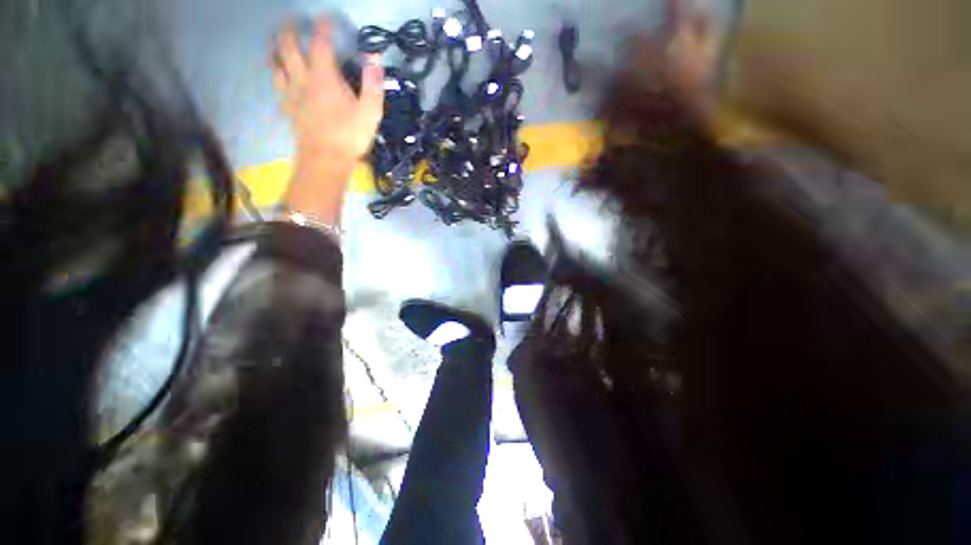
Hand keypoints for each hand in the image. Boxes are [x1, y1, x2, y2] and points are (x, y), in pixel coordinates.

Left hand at [273, 17, 384, 163]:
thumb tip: (374, 57)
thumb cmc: (350, 136)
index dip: (324, 27)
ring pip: (276, 63)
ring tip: (277, 41)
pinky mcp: (288, 107)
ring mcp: (292, 93)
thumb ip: (373, 84)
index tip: (326, 18)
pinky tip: (279, 74)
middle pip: (288, 46)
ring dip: (275, 48)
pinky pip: (277, 85)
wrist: (326, 160)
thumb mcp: (370, 112)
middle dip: (290, 29)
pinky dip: (276, 73)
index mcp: (324, 77)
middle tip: (294, 21)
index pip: (321, 43)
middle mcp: (303, 79)